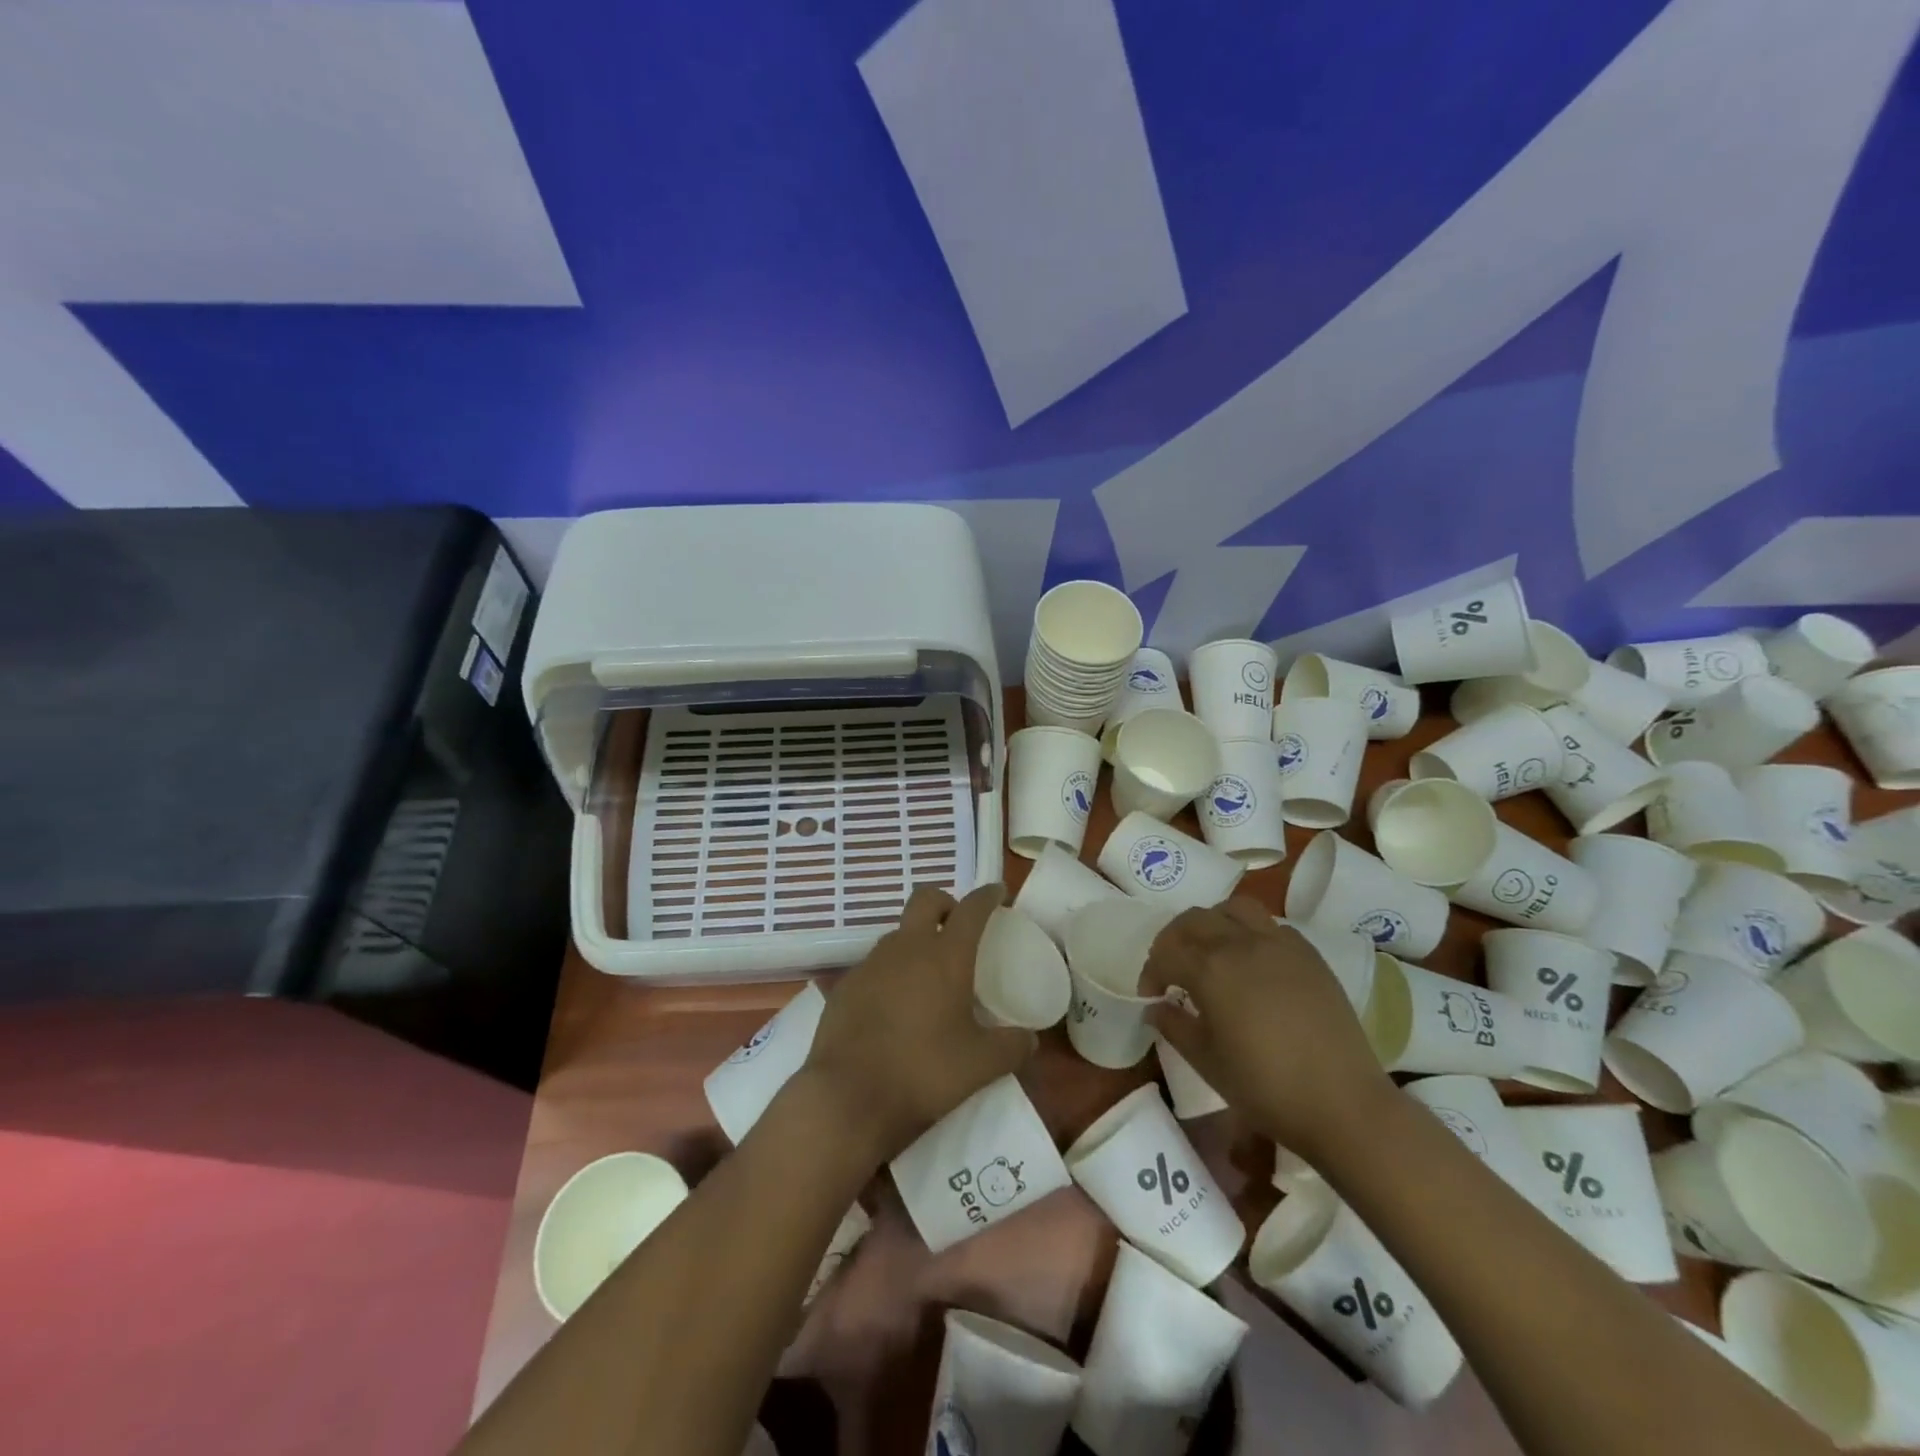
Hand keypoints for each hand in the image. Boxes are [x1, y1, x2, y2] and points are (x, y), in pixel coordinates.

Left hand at [799, 884, 1035, 1163]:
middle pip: (926, 899)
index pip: (971, 909)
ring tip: (928, 974)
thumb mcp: (981, 1066)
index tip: (998, 892)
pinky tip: (894, 1005)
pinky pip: (875, 965)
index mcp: (945, 956)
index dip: (987, 896)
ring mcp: (871, 963)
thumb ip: (1011, 1047)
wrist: (847, 1097)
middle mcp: (907, 948)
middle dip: (946, 903)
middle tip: (958, 925)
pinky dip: (891, 972)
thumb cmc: (923, 1072)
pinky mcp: (845, 986)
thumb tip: (1029, 1039)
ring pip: (898, 933)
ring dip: (916, 939)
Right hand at [1141, 899, 1393, 1160]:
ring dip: (1213, 923)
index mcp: (1210, 968)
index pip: (1165, 952)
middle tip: (1173, 969)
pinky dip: (1251, 933)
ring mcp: (1279, 944)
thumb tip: (1155, 1007)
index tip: (1152, 996)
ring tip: (1212, 952)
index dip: (1151, 972)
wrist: (1344, 1104)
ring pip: (1234, 909)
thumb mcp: (1206, 1061)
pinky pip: (1270, 925)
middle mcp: (1241, 943)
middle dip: (1174, 939)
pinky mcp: (1309, 954)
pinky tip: (1253, 964)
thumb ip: (1174, 1026)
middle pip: (1194, 920)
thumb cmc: (1266, 1087)